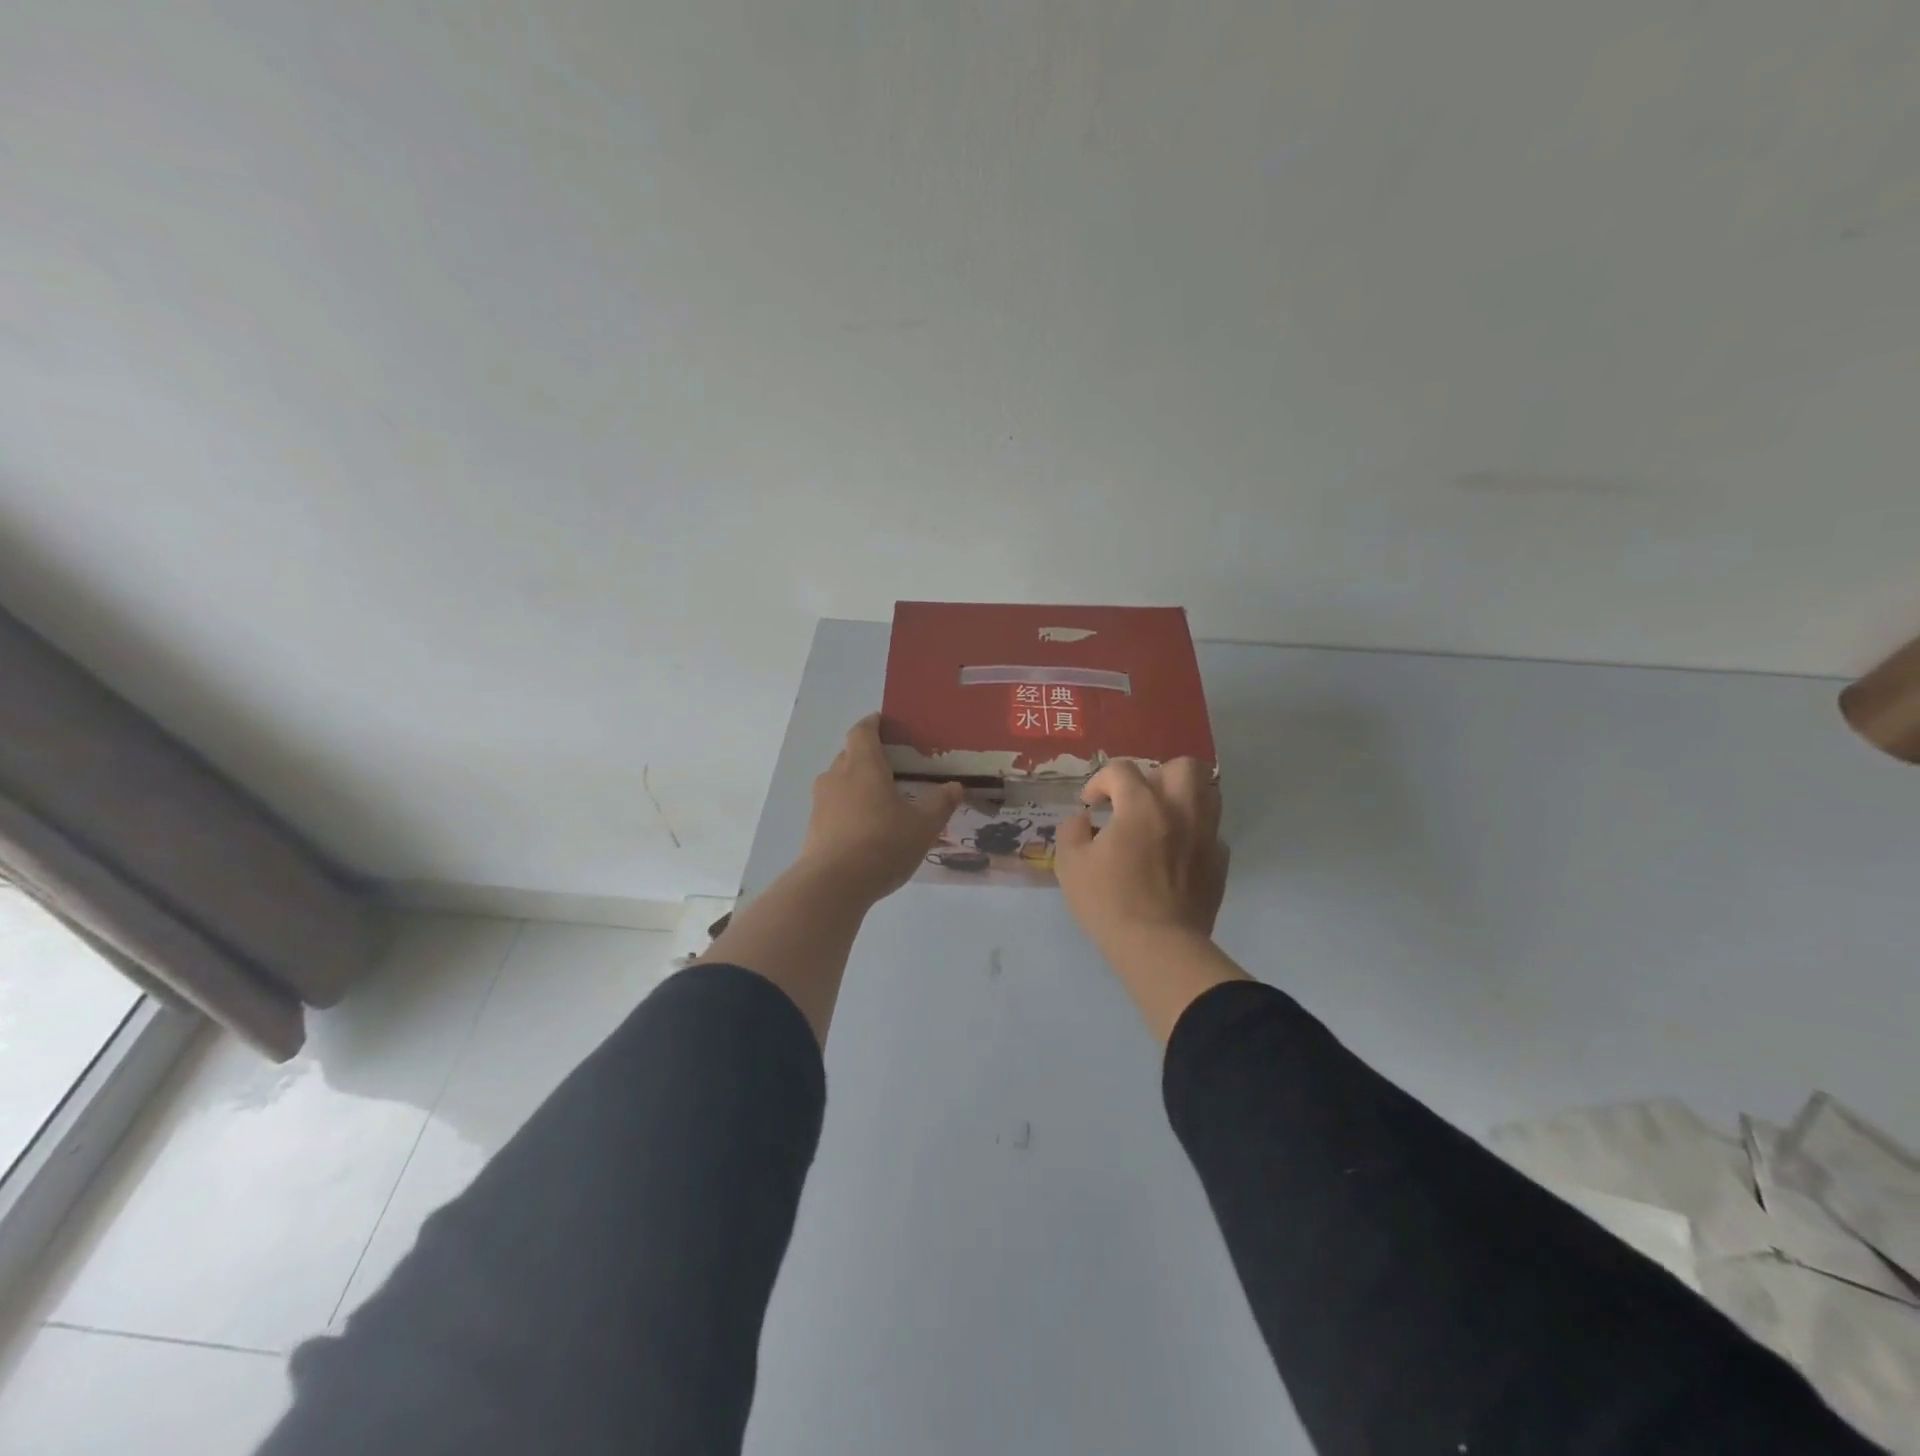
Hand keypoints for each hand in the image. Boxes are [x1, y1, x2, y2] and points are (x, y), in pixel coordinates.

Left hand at [800, 715, 962, 905]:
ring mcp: (821, 802)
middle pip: (850, 755)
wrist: (834, 884)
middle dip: (869, 757)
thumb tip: (955, 787)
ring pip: (840, 782)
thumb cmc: (883, 843)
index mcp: (863, 764)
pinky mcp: (814, 828)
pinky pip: (834, 807)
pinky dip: (849, 809)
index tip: (886, 724)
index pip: (862, 731)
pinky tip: (867, 828)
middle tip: (895, 767)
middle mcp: (837, 776)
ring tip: (882, 800)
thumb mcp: (923, 825)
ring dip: (858, 785)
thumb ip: (940, 803)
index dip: (873, 724)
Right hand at [1055, 759, 1228, 956]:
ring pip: (1208, 792)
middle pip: (1181, 766)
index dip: (1100, 781)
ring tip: (1162, 817)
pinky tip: (1177, 851)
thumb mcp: (1070, 864)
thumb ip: (1072, 830)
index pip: (1121, 770)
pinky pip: (1212, 832)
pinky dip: (1195, 832)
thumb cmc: (1109, 902)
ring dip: (1183, 796)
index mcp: (1141, 805)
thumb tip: (1084, 819)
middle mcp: (1180, 810)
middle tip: (1137, 800)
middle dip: (1156, 775)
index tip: (1090, 804)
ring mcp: (1206, 834)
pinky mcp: (1219, 860)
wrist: (1158, 946)